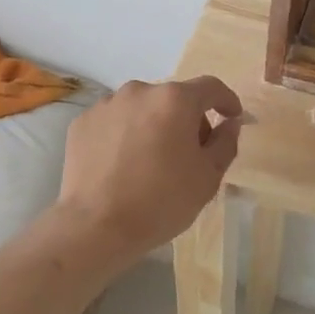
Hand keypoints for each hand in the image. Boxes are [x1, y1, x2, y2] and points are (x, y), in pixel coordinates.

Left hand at [55, 76, 243, 261]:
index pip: (210, 87)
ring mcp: (106, 105)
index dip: (226, 100)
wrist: (95, 225)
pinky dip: (124, 135)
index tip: (231, 117)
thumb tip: (229, 122)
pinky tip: (122, 165)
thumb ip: (225, 142)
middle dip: (187, 119)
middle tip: (190, 153)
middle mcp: (139, 91)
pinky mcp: (82, 123)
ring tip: (151, 161)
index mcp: (175, 100)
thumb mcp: (208, 177)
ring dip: (153, 125)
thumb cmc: (161, 201)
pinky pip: (114, 122)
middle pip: (173, 98)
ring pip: (142, 109)